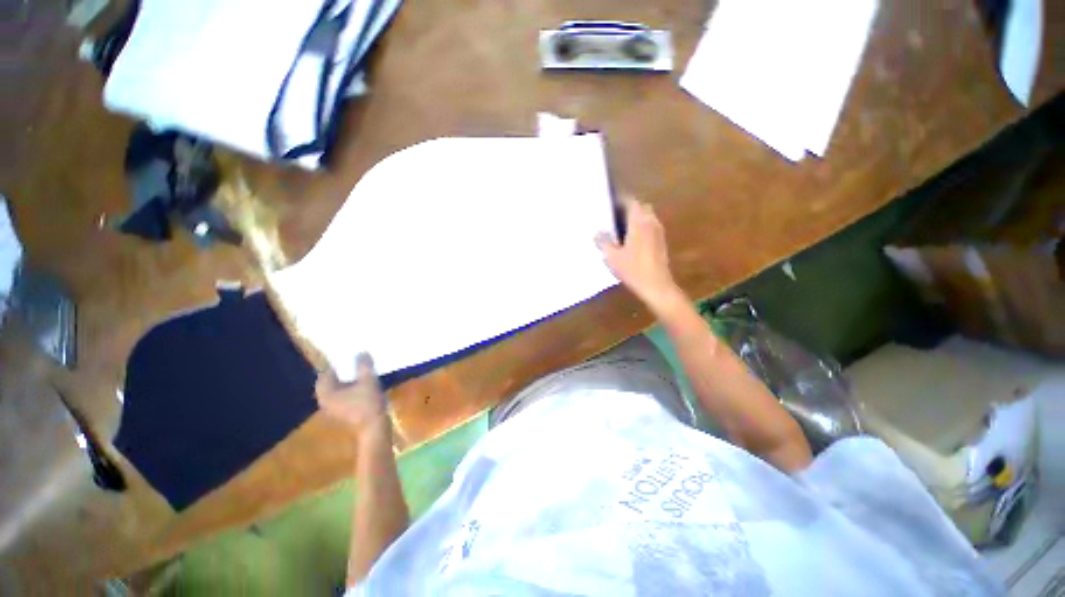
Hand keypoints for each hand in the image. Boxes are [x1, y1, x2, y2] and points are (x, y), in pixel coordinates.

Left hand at [315, 353, 388, 435]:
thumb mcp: (368, 381)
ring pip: (339, 389)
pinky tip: (364, 384)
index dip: (336, 364)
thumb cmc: (367, 403)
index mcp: (326, 393)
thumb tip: (361, 352)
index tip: (348, 355)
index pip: (325, 373)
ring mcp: (334, 408)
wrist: (374, 427)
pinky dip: (351, 389)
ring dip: (348, 380)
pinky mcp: (344, 413)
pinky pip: (345, 396)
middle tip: (356, 361)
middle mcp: (325, 401)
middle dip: (343, 372)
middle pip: (331, 382)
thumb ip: (363, 366)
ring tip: (362, 371)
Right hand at [595, 196, 685, 314]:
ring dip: (636, 218)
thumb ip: (603, 242)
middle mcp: (651, 222)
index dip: (621, 200)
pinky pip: (651, 227)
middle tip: (614, 215)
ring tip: (621, 228)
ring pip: (647, 217)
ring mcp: (658, 232)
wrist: (656, 285)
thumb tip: (596, 233)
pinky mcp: (661, 242)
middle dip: (629, 208)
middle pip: (641, 207)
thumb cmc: (633, 269)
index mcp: (639, 222)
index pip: (631, 202)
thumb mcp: (612, 257)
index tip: (610, 203)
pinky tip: (632, 240)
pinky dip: (641, 227)